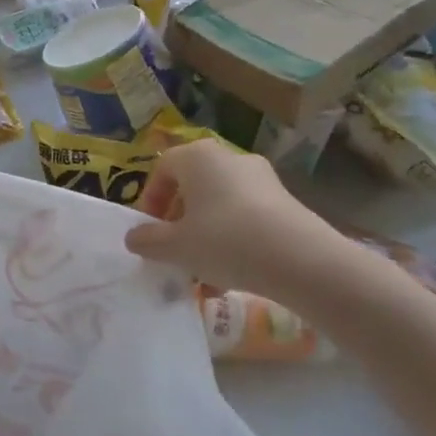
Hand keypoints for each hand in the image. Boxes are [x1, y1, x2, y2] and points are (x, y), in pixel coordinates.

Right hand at [124, 140, 346, 298]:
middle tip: (174, 252)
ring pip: (220, 207)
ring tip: (202, 276)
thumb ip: (148, 240)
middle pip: (193, 188)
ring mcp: (262, 179)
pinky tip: (232, 279)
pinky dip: (234, 242)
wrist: (301, 260)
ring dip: (205, 238)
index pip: (162, 169)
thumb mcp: (176, 247)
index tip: (149, 232)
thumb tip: (134, 237)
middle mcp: (229, 158)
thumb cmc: (225, 241)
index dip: (150, 201)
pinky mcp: (286, 203)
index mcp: (197, 157)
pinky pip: (246, 218)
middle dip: (179, 223)